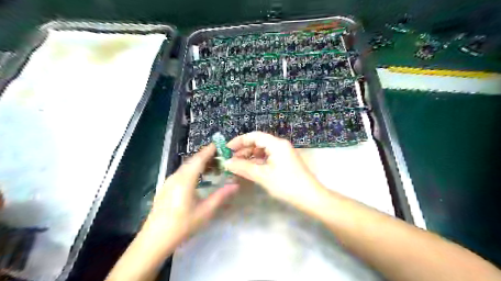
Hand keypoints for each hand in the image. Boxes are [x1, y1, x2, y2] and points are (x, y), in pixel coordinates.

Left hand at [137, 145, 237, 250]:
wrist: (154, 240)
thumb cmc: (182, 225)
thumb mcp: (205, 211)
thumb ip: (221, 196)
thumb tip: (235, 184)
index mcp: (185, 180)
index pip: (199, 159)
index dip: (209, 150)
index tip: (220, 145)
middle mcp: (176, 177)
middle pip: (192, 161)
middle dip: (206, 157)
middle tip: (221, 158)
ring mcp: (169, 182)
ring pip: (186, 167)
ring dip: (199, 164)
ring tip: (213, 167)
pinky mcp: (166, 188)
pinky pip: (181, 173)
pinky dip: (192, 171)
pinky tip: (198, 179)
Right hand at [224, 132, 324, 208]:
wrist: (310, 197)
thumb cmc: (286, 184)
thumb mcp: (262, 176)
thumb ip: (243, 167)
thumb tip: (226, 163)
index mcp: (276, 144)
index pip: (254, 136)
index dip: (239, 141)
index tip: (227, 149)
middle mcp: (280, 145)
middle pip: (258, 143)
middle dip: (243, 150)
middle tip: (230, 160)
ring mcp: (283, 153)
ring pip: (262, 151)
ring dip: (249, 157)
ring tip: (237, 166)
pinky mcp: (284, 161)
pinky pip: (267, 158)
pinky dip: (257, 162)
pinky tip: (249, 169)